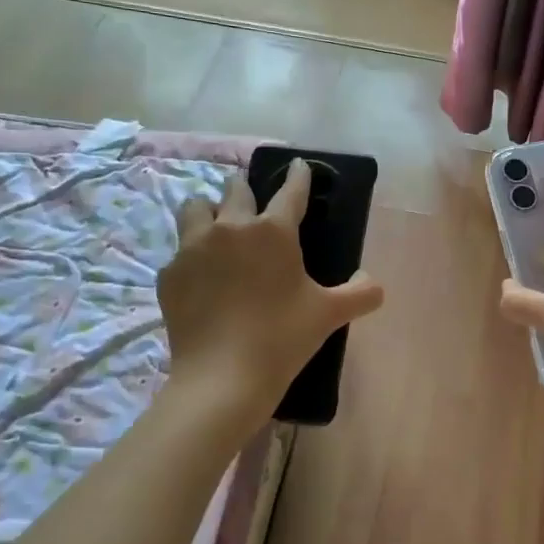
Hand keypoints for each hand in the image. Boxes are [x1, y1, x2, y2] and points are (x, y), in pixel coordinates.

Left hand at [159, 160, 384, 418]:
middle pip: (236, 190)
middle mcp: (230, 228)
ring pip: (195, 208)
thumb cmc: (283, 337)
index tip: (299, 166)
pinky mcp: (169, 275)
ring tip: (217, 227)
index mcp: (273, 230)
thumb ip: (361, 293)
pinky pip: (179, 252)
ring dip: (209, 211)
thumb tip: (374, 283)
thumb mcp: (330, 314)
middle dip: (247, 189)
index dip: (298, 176)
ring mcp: (193, 249)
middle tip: (254, 200)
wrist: (223, 378)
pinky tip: (202, 278)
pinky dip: (192, 257)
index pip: (290, 191)